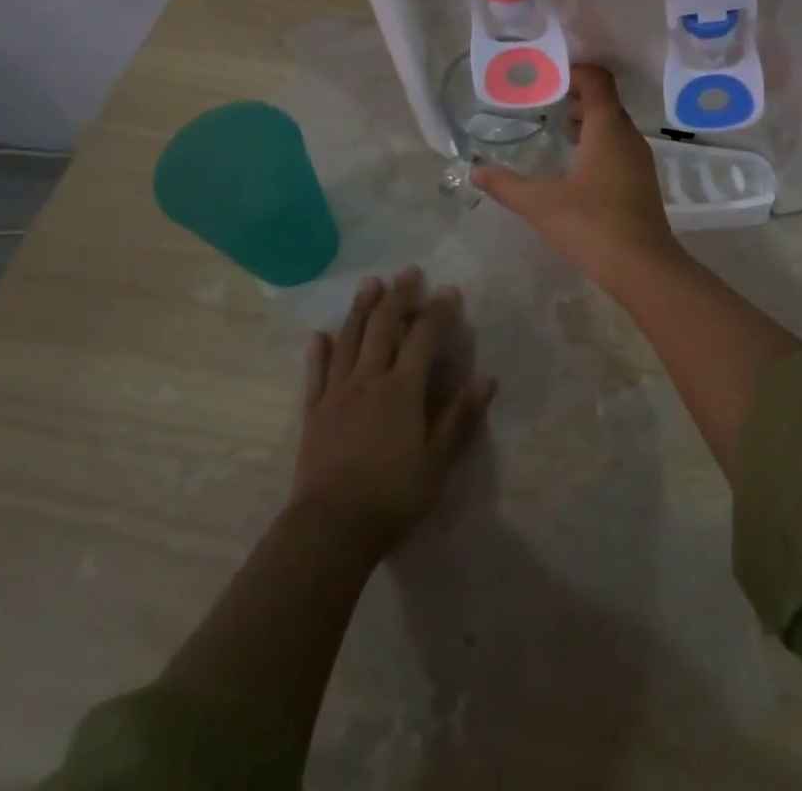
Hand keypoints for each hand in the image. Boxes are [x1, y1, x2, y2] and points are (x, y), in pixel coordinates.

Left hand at [291, 268, 494, 554]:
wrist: (330, 529)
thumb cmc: (393, 495)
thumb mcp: (438, 461)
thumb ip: (461, 417)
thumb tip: (487, 378)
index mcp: (402, 389)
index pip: (424, 337)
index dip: (438, 312)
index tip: (448, 290)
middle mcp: (369, 379)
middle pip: (383, 327)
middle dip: (398, 297)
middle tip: (408, 273)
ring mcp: (337, 393)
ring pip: (349, 340)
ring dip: (360, 309)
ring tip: (369, 284)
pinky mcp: (314, 412)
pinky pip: (316, 373)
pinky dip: (318, 351)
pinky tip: (318, 335)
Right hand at [473, 64, 682, 281]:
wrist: (644, 268)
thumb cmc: (593, 226)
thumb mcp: (542, 205)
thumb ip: (506, 185)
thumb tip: (475, 171)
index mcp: (607, 129)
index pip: (598, 80)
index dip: (574, 72)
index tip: (546, 80)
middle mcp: (628, 136)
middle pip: (605, 101)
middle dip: (575, 97)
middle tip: (543, 105)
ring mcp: (639, 159)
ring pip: (613, 125)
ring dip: (587, 122)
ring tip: (556, 133)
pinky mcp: (642, 180)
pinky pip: (619, 146)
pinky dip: (597, 143)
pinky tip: (575, 168)